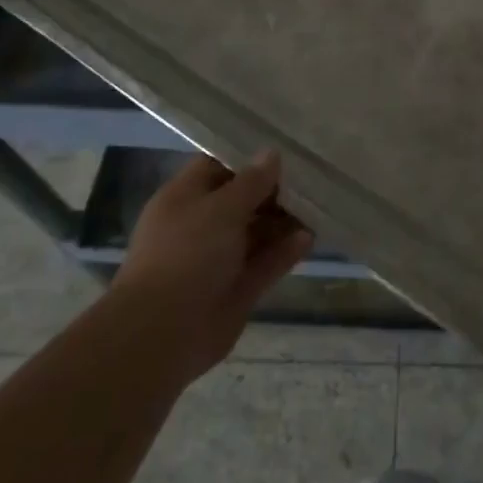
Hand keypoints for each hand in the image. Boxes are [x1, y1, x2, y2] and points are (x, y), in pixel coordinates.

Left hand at [114, 151, 312, 384]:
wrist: (163, 333)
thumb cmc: (186, 253)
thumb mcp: (222, 207)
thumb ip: (251, 181)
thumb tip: (271, 153)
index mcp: (185, 198)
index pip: (217, 166)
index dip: (247, 157)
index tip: (283, 149)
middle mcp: (201, 225)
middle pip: (242, 200)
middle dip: (274, 190)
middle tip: (311, 176)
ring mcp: (219, 259)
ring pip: (257, 233)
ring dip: (285, 221)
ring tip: (319, 205)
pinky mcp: (237, 288)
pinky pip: (266, 263)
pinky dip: (286, 252)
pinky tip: (311, 238)